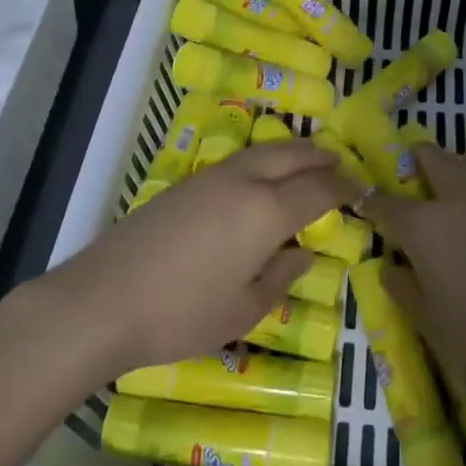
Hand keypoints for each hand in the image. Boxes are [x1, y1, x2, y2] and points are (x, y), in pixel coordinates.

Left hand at [31, 140, 350, 380]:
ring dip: (290, 152)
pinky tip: (259, 177)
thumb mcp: (243, 309)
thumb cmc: (182, 313)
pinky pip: (238, 161)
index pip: (317, 189)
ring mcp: (211, 177)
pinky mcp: (185, 184)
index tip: (361, 189)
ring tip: (305, 160)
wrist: (105, 298)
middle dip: (319, 157)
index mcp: (267, 211)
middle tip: (340, 162)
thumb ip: (281, 276)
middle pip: (291, 156)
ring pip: (262, 152)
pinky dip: (262, 160)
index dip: (343, 188)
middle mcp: (244, 182)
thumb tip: (302, 252)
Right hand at [364, 143, 465, 395]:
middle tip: (409, 185)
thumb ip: (407, 294)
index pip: (386, 203)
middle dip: (413, 162)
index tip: (362, 206)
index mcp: (426, 227)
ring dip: (451, 166)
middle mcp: (458, 197)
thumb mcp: (440, 331)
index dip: (370, 203)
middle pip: (430, 157)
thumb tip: (390, 266)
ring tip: (450, 194)